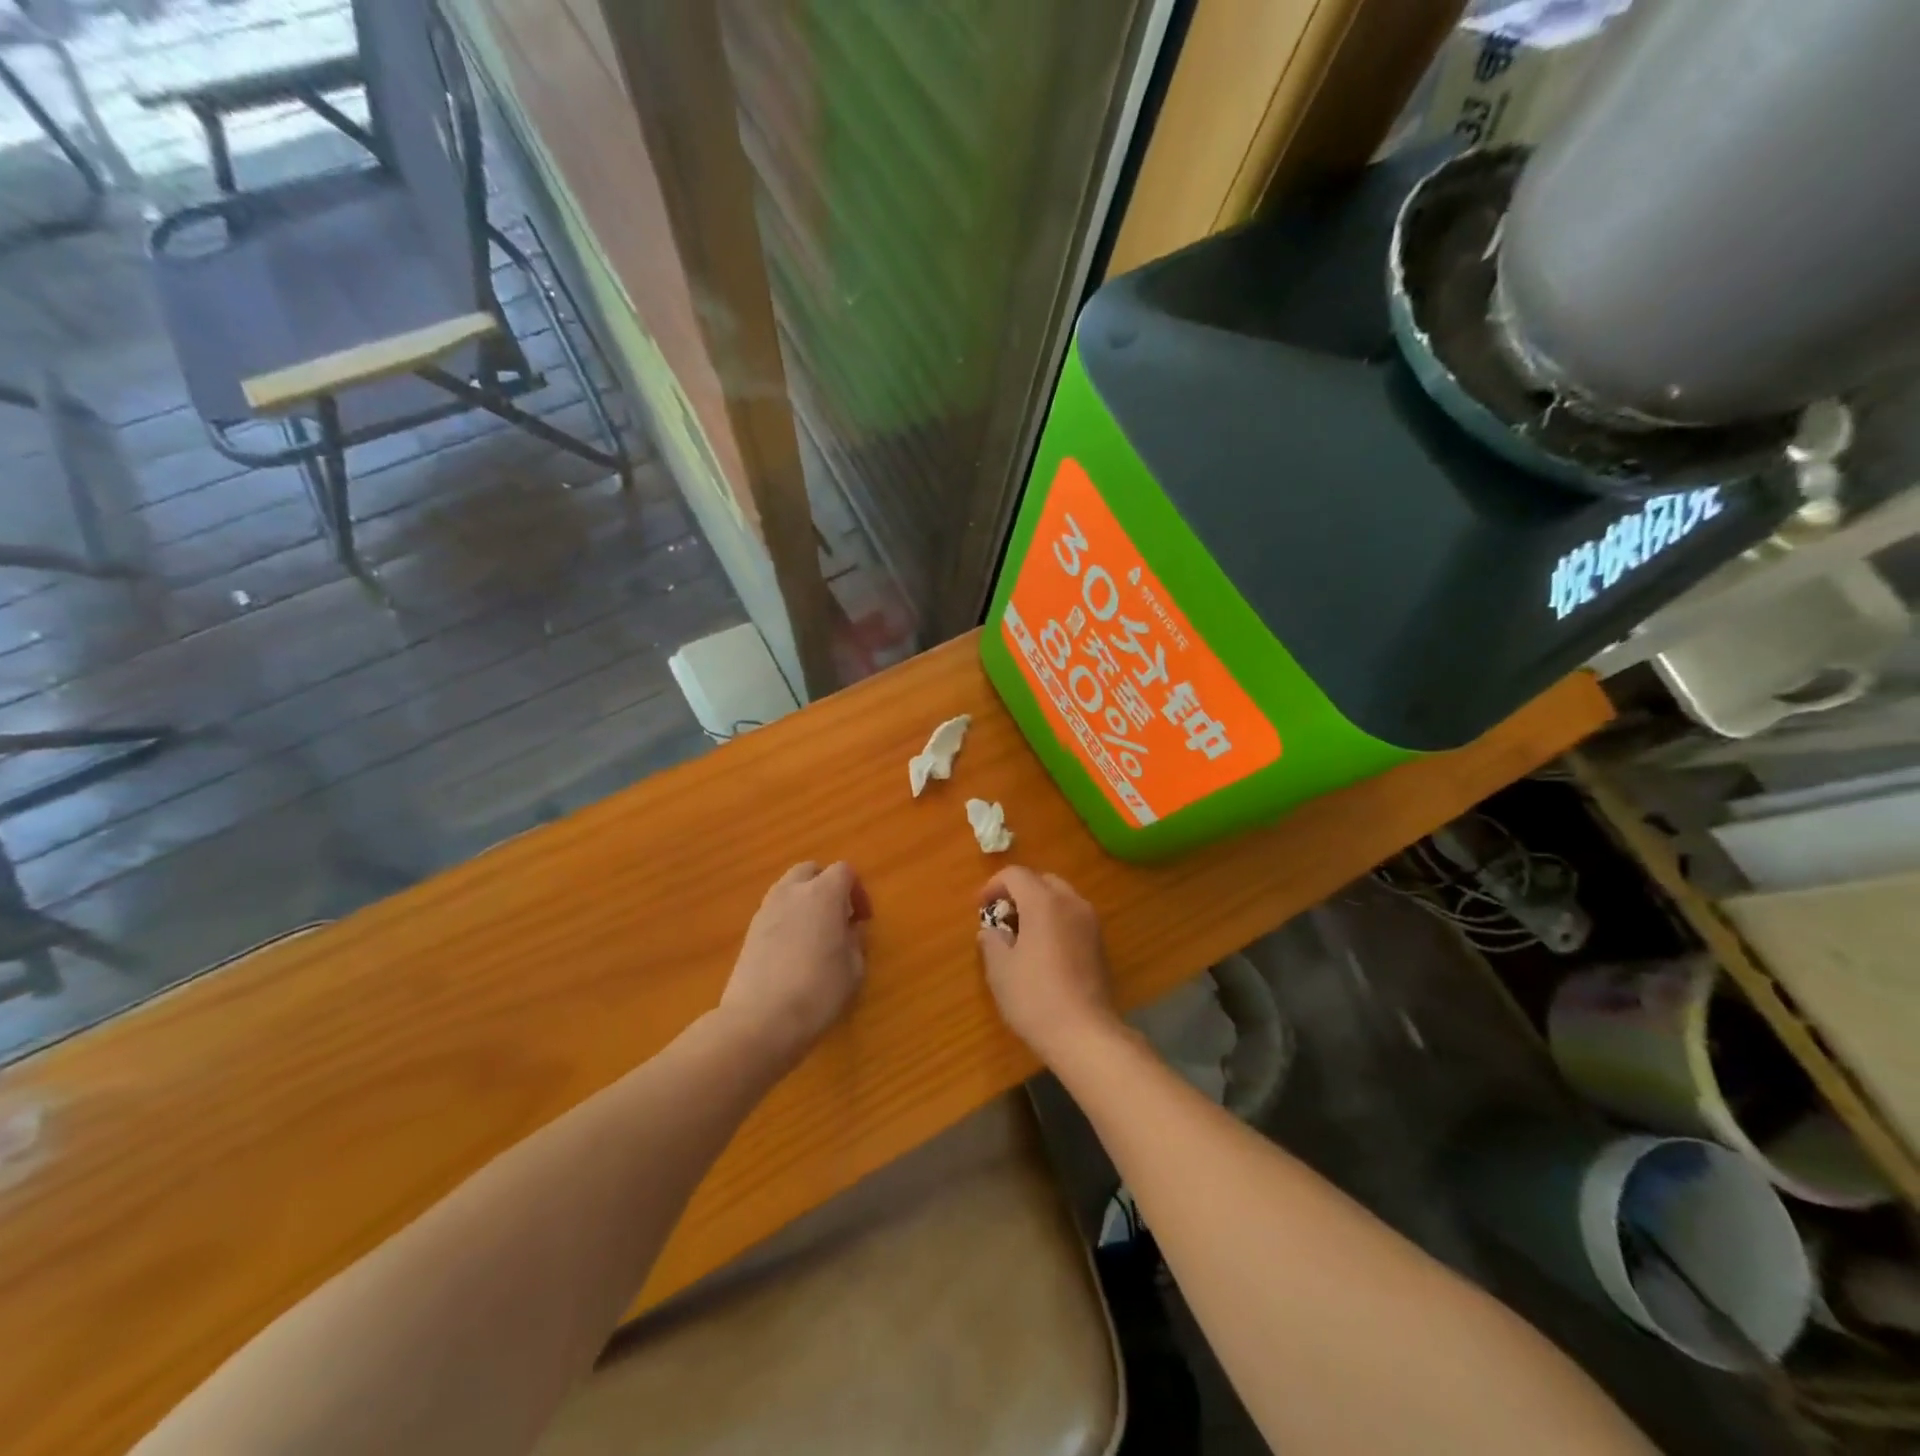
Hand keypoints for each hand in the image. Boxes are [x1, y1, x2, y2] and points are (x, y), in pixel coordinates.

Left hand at [720, 862, 870, 1064]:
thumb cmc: (817, 992)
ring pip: (788, 888)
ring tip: (814, 933)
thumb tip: (850, 930)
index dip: (857, 891)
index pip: (843, 871)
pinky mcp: (749, 932)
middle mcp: (792, 893)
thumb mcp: (853, 969)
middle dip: (826, 886)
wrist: (759, 1021)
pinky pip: (774, 910)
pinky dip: (787, 918)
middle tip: (838, 917)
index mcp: (823, 894)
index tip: (862, 919)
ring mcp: (766, 910)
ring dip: (804, 900)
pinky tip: (793, 950)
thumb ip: (855, 941)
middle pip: (810, 870)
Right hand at [976, 867, 1122, 1066]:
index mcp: (1044, 902)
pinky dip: (1056, 921)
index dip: (993, 886)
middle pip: (1042, 881)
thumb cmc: (1034, 997)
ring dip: (1039, 905)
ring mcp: (1090, 922)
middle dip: (1019, 892)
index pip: (1016, 875)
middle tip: (1002, 917)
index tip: (981, 908)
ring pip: (1061, 898)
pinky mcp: (1100, 943)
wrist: (1084, 1033)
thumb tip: (991, 931)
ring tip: (1022, 934)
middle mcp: (1071, 903)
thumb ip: (992, 942)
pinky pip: (1073, 917)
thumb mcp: (1000, 970)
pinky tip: (1044, 950)